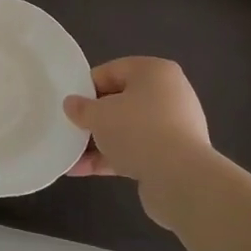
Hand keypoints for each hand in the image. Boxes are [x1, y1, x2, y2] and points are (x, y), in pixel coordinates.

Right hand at [63, 57, 210, 202]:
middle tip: (70, 129)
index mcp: (154, 72)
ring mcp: (174, 126)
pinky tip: (83, 170)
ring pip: (127, 129)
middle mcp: (168, 94)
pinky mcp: (173, 155)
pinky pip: (136, 150)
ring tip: (71, 156)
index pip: (111, 71)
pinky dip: (113, 158)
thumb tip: (71, 104)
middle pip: (120, 101)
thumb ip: (80, 108)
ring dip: (99, 142)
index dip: (86, 88)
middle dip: (93, 118)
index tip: (69, 106)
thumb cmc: (137, 131)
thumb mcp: (98, 115)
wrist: (181, 178)